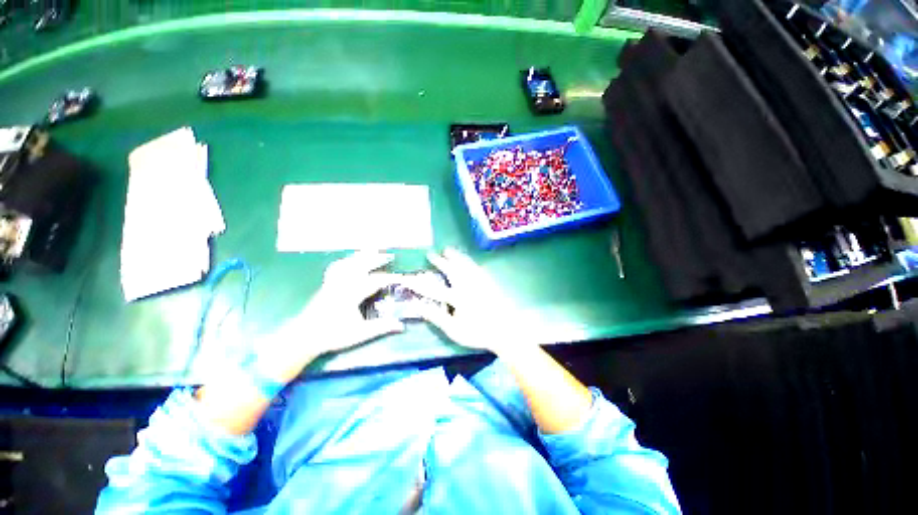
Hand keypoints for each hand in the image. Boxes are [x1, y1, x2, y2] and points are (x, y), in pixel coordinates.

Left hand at [257, 252, 404, 382]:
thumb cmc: (333, 335)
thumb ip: (381, 327)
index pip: (375, 281)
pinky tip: (350, 260)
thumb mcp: (360, 333)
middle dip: (377, 259)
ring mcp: (333, 282)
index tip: (401, 277)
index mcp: (352, 294)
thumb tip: (401, 325)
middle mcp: (343, 284)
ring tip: (372, 250)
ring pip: (349, 263)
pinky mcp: (326, 284)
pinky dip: (345, 261)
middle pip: (362, 265)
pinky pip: (336, 267)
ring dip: (362, 256)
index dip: (390, 278)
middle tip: (390, 256)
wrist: (305, 337)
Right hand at [409, 248, 517, 354]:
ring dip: (455, 257)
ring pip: (464, 265)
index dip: (422, 282)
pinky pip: (477, 267)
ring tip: (448, 250)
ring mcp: (479, 282)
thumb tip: (419, 307)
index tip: (412, 276)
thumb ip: (437, 317)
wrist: (505, 329)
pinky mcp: (489, 282)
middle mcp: (467, 286)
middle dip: (440, 262)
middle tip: (432, 254)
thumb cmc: (478, 332)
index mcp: (457, 298)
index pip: (435, 288)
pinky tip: (468, 260)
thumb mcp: (454, 330)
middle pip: (451, 271)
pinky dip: (470, 262)